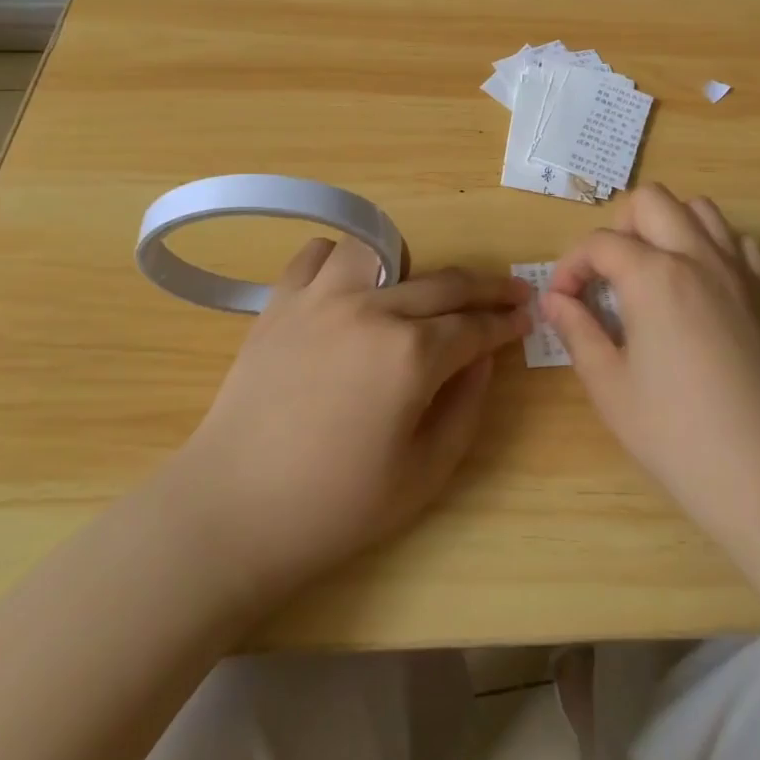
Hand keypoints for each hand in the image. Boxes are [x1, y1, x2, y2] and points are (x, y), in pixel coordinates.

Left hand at [170, 238, 529, 608]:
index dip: (506, 321)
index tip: (526, 316)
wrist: (233, 509)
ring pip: (382, 249)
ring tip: (413, 292)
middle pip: (445, 282)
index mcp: (412, 355)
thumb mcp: (424, 473)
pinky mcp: (280, 301)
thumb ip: (466, 408)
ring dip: (409, 265)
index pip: (475, 325)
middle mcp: (373, 310)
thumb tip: (483, 359)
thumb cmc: (335, 505)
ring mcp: (322, 298)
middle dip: (487, 287)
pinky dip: (340, 261)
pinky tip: (347, 289)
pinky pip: (317, 254)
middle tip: (509, 292)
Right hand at [544, 185, 759, 544]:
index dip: (571, 266)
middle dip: (618, 227)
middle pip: (651, 201)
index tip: (562, 302)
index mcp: (653, 275)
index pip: (600, 242)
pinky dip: (711, 246)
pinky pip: (737, 242)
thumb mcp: (609, 386)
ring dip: (666, 226)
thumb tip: (555, 301)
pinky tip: (697, 285)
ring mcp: (736, 271)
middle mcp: (697, 256)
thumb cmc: (676, 433)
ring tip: (649, 272)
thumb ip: (577, 331)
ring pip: (699, 208)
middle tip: (606, 277)